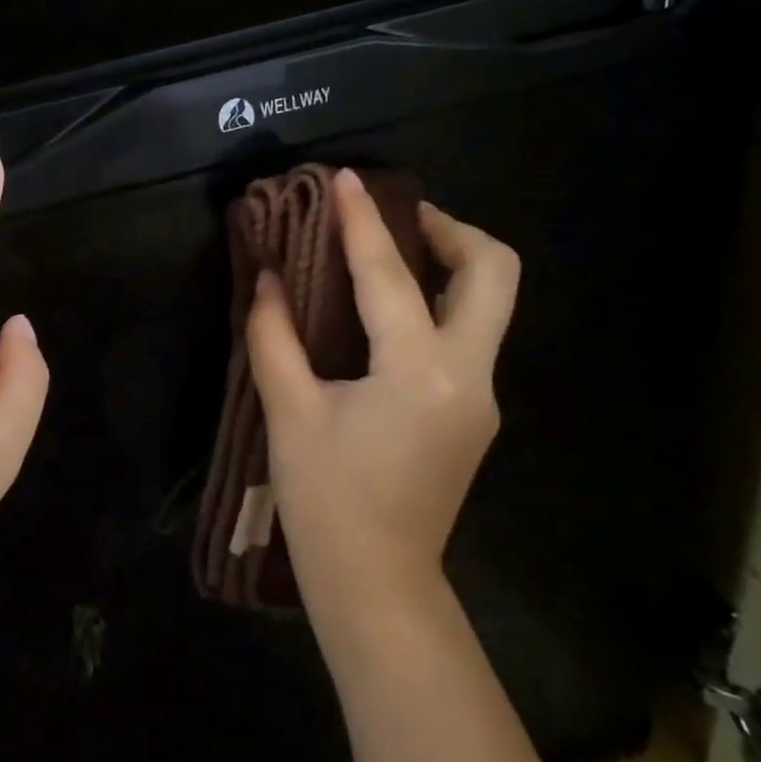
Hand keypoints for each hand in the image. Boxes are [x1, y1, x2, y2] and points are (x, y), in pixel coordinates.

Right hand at [246, 170, 519, 656]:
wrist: (376, 582)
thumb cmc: (325, 501)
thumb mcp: (289, 414)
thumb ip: (274, 337)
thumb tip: (268, 278)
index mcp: (418, 374)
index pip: (390, 277)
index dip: (363, 222)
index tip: (345, 179)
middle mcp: (468, 375)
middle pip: (492, 272)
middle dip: (450, 230)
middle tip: (396, 221)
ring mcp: (481, 396)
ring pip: (488, 303)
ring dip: (448, 265)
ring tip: (388, 258)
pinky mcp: (474, 413)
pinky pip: (467, 335)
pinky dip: (436, 305)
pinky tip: (388, 316)